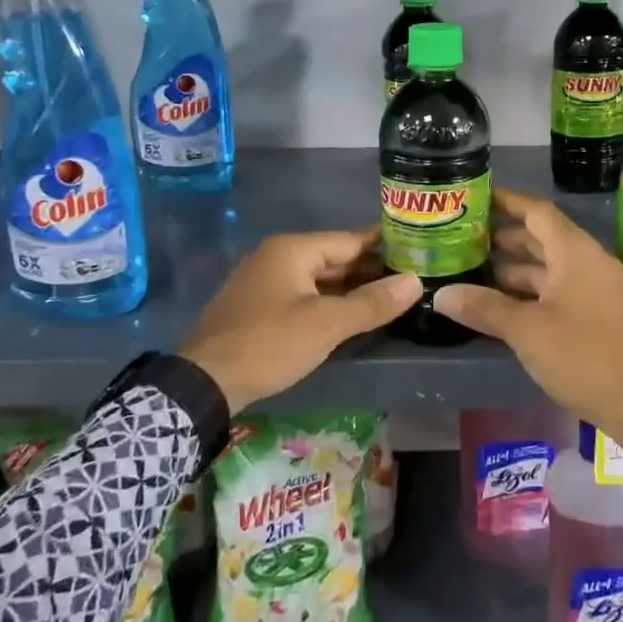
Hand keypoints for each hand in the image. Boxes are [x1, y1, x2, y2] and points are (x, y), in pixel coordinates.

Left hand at [181, 229, 421, 411]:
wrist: (204, 382)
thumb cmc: (268, 344)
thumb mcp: (325, 325)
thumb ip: (371, 303)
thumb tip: (415, 282)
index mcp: (292, 250)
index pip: (350, 239)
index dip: (385, 244)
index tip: (418, 246)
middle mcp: (277, 256)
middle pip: (334, 257)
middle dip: (371, 268)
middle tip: (413, 276)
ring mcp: (265, 281)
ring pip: (319, 278)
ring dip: (351, 287)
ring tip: (391, 296)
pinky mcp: (259, 305)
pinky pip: (304, 294)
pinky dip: (329, 300)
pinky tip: (351, 314)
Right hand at [434, 187, 622, 472]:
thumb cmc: (584, 356)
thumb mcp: (527, 331)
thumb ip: (484, 307)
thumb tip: (441, 294)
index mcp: (575, 252)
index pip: (537, 211)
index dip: (507, 201)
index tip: (478, 196)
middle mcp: (588, 262)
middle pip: (543, 238)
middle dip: (505, 237)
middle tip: (466, 239)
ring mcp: (596, 290)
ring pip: (550, 267)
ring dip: (516, 268)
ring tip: (476, 271)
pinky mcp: (599, 316)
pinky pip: (559, 290)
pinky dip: (531, 292)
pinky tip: (504, 306)